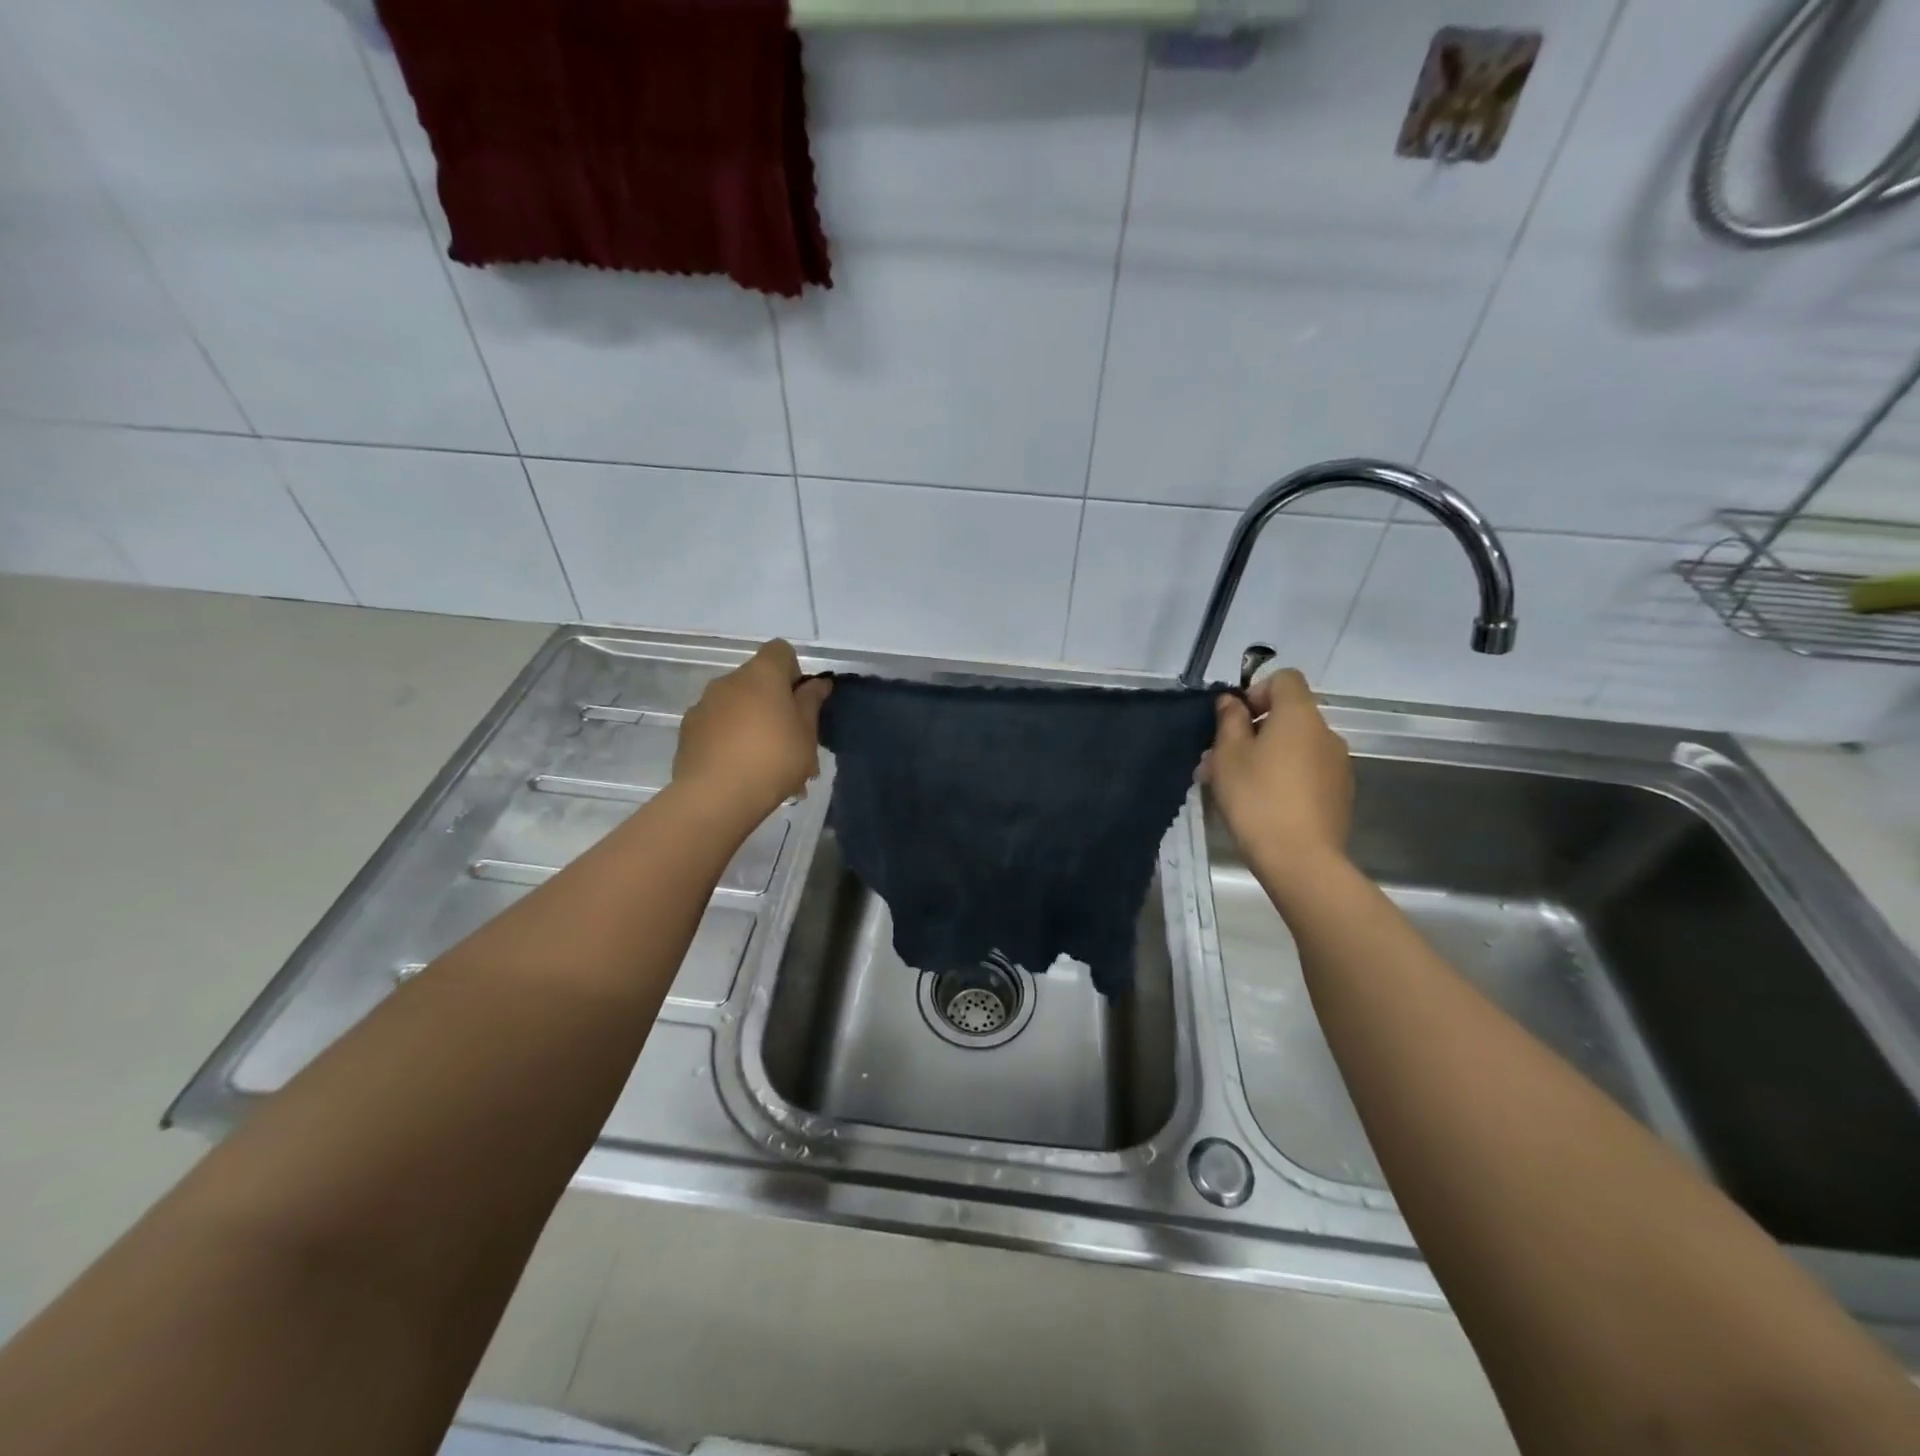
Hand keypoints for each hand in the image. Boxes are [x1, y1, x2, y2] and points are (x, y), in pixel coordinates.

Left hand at [672, 640, 830, 823]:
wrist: (716, 797)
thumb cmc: (774, 759)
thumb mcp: (807, 733)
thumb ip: (811, 702)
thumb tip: (818, 683)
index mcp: (761, 674)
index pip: (780, 650)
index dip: (794, 671)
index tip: (800, 702)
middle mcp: (729, 681)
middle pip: (757, 680)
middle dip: (773, 703)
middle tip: (789, 740)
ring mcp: (704, 705)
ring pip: (736, 705)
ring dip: (751, 723)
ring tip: (765, 764)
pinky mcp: (687, 731)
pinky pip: (717, 726)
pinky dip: (729, 739)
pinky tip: (739, 770)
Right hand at [1202, 668, 1352, 876]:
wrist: (1300, 859)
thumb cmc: (1257, 798)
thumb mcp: (1228, 756)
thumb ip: (1229, 721)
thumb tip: (1232, 702)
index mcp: (1299, 715)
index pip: (1285, 678)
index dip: (1258, 691)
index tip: (1236, 720)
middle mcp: (1326, 732)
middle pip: (1291, 714)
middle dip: (1258, 728)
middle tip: (1226, 759)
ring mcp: (1339, 764)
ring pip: (1298, 745)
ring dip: (1272, 754)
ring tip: (1243, 785)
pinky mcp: (1341, 792)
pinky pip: (1310, 770)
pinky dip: (1289, 775)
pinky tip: (1268, 804)